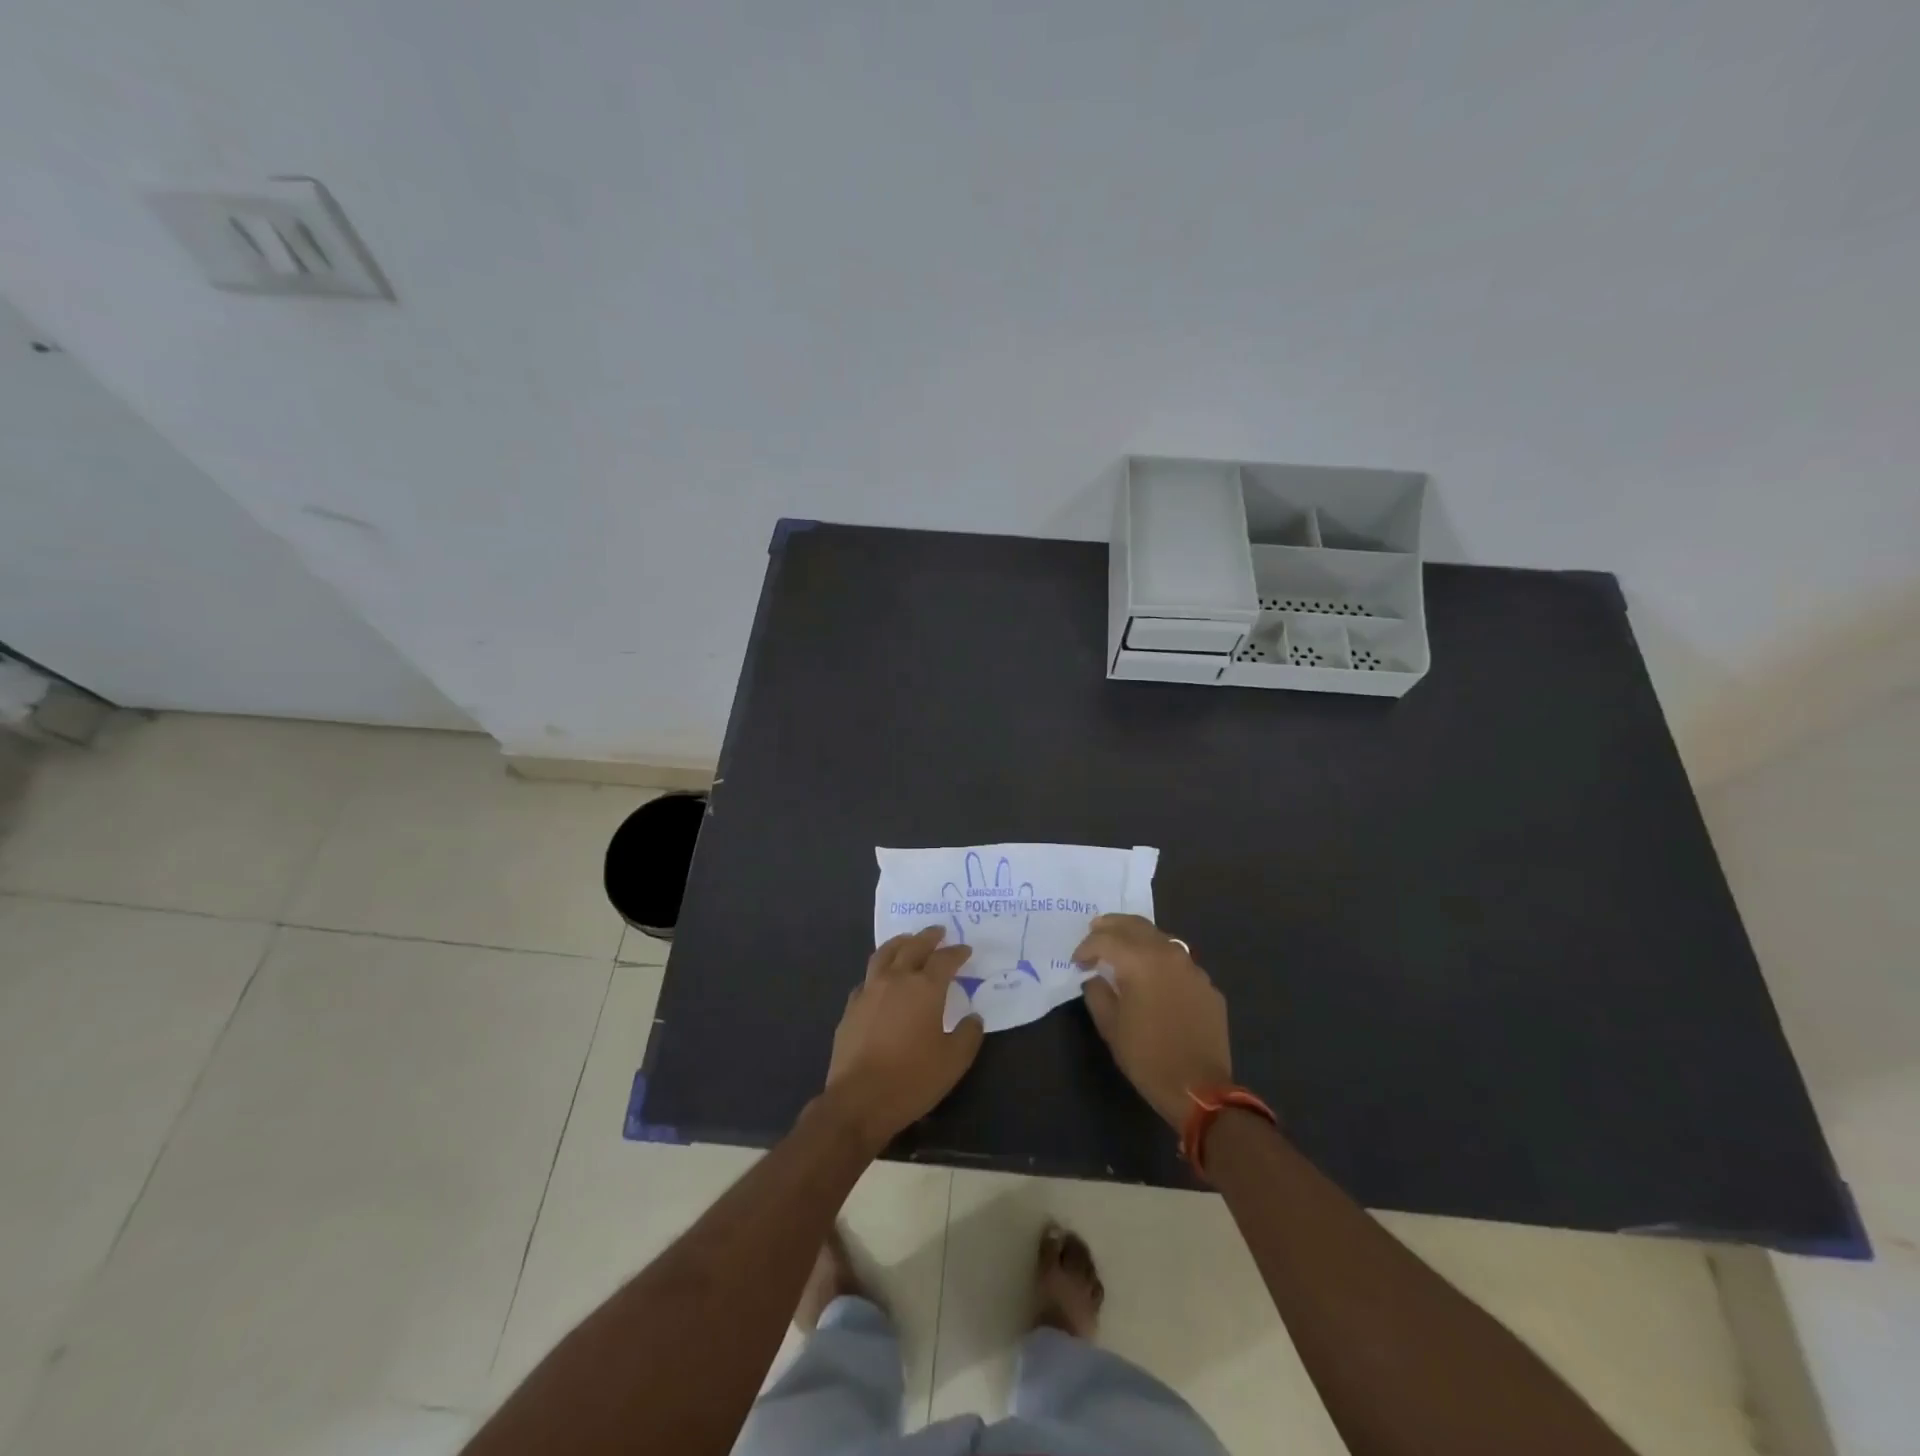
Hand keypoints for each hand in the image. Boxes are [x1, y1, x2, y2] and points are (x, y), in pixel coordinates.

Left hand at [823, 926, 983, 1150]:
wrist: (859, 1100)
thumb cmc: (912, 1079)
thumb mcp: (954, 1061)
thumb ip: (968, 1034)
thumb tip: (973, 1018)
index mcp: (924, 988)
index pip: (944, 960)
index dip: (957, 953)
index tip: (965, 950)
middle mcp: (895, 980)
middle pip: (913, 947)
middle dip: (928, 937)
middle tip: (938, 931)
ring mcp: (869, 991)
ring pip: (884, 955)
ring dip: (900, 943)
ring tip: (908, 940)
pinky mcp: (851, 1008)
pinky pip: (867, 979)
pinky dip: (879, 971)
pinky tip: (882, 980)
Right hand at [1075, 914, 1231, 1128]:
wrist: (1199, 1088)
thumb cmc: (1146, 1056)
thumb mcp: (1110, 1026)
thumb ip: (1097, 992)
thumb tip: (1096, 978)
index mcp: (1140, 961)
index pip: (1105, 939)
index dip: (1086, 947)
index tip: (1077, 962)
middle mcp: (1168, 954)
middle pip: (1135, 925)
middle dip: (1111, 926)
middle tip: (1095, 931)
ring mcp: (1193, 968)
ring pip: (1160, 938)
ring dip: (1137, 938)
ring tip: (1122, 949)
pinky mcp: (1207, 985)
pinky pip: (1179, 962)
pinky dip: (1161, 961)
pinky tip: (1154, 978)